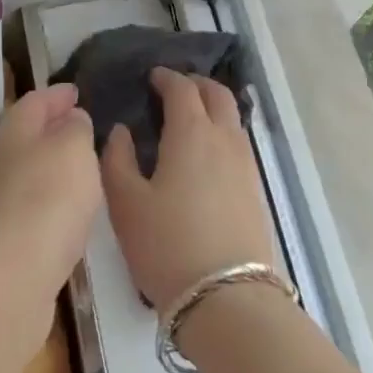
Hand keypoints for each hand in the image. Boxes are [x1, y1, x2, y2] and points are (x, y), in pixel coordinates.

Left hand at [0, 83, 100, 354]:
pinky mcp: (6, 236)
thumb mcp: (73, 150)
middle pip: (27, 133)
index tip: (77, 90)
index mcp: (13, 131)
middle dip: (52, 125)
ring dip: (53, 162)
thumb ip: (76, 129)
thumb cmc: (46, 199)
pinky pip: (33, 201)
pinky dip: (52, 194)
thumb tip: (71, 120)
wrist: (8, 278)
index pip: (35, 100)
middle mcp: (0, 160)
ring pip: (29, 168)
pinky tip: (70, 206)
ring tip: (83, 163)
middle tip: (82, 123)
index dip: (57, 92)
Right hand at [101, 68, 275, 309]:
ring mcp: (245, 165)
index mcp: (191, 133)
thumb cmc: (166, 244)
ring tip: (188, 119)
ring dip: (212, 107)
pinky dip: (221, 132)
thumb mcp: (126, 202)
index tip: (151, 77)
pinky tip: (204, 154)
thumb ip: (117, 159)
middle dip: (195, 84)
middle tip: (173, 89)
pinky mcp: (255, 189)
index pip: (182, 89)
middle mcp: (224, 139)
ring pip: (232, 119)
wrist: (225, 296)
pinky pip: (238, 143)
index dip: (166, 78)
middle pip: (217, 95)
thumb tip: (122, 132)